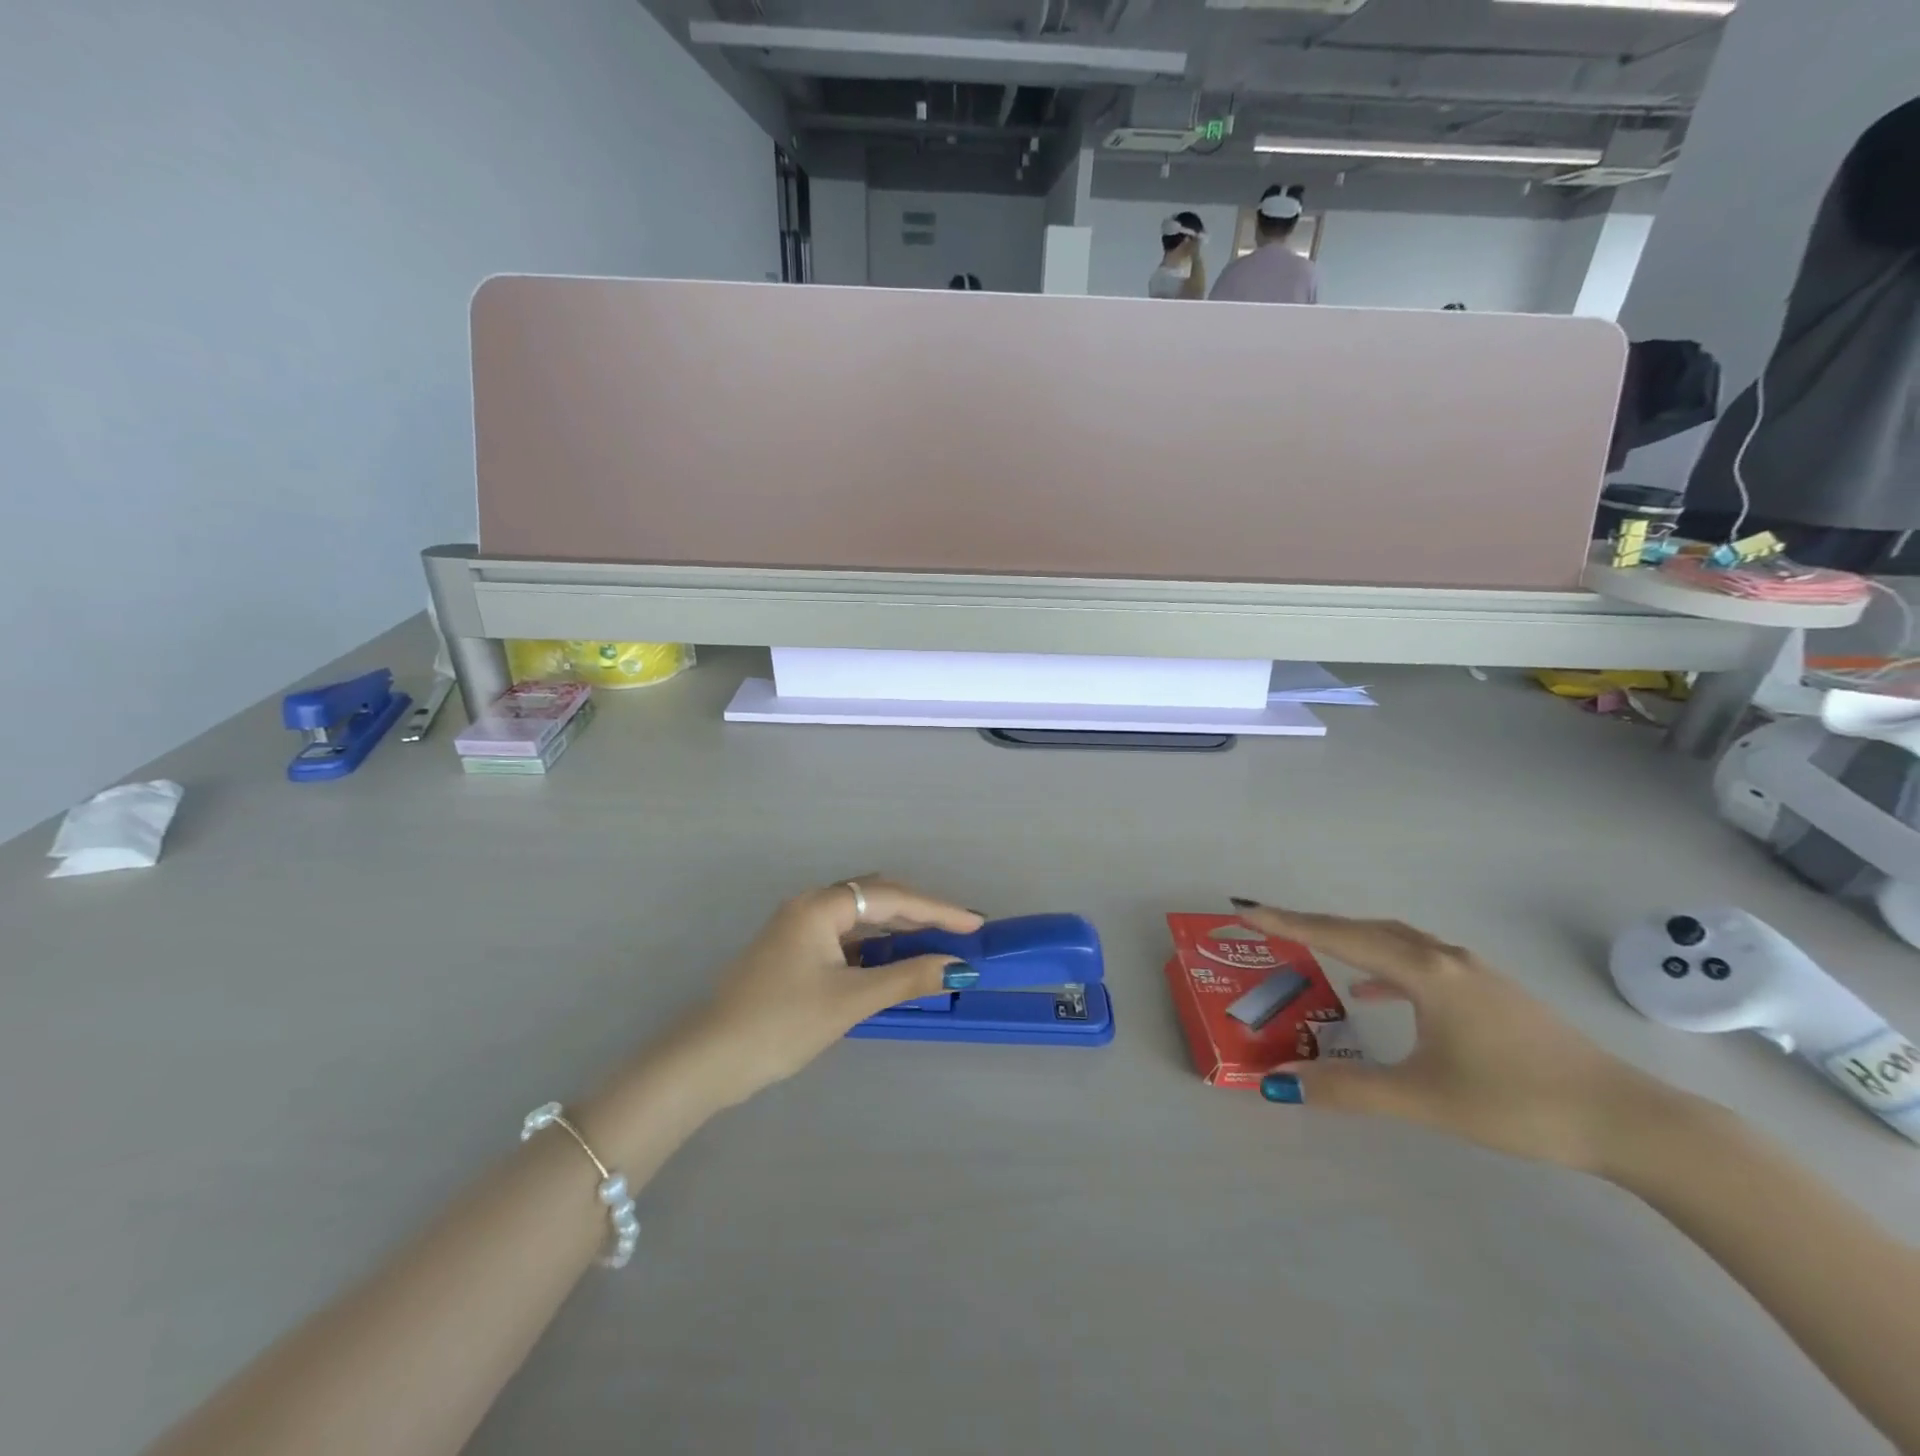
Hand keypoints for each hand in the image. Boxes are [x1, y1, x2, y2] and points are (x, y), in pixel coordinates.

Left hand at [677, 878, 982, 1106]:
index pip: (892, 898)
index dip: (938, 910)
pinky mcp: (792, 952)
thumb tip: (959, 968)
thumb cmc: (781, 1024)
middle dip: (920, 913)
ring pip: (860, 919)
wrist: (708, 1059)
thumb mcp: (850, 1001)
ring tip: (937, 944)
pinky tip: (893, 962)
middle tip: (961, 932)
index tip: (976, 923)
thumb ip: (907, 978)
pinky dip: (875, 947)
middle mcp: (809, 906)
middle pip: (876, 899)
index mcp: (820, 906)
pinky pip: (845, 938)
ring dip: (898, 930)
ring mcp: (797, 928)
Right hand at [1234, 901, 1682, 1173]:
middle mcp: (1444, 958)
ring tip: (1313, 950)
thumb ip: (1350, 1090)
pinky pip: (1420, 962)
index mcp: (1424, 973)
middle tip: (1267, 925)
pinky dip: (1385, 967)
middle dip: (1312, 925)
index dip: (1287, 923)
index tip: (1245, 909)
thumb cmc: (1519, 1103)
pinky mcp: (1490, 991)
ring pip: (1394, 940)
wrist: (1629, 1120)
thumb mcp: (1427, 1100)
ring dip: (1350, 940)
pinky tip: (1376, 996)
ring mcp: (1472, 972)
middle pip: (1364, 928)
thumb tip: (1282, 1085)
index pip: (1339, 937)